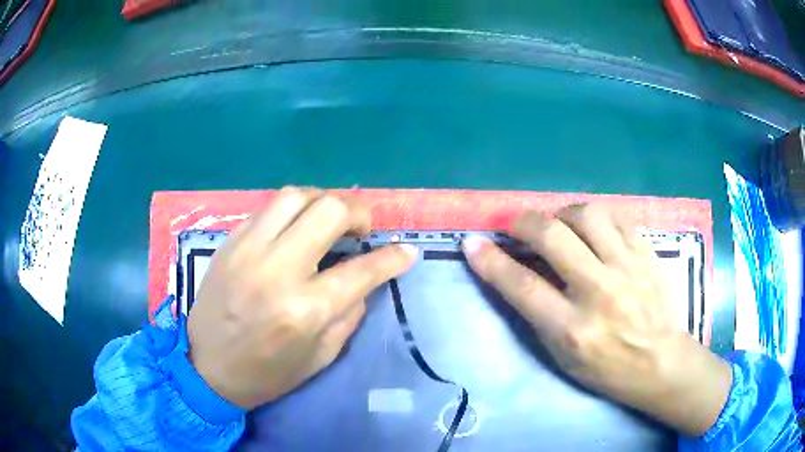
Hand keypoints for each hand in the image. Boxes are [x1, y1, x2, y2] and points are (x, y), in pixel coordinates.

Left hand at [187, 187, 417, 408]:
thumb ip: (349, 313)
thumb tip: (366, 279)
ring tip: (329, 221)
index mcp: (305, 310)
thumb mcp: (321, 357)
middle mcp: (277, 270)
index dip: (393, 258)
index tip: (407, 251)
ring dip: (323, 201)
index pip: (362, 270)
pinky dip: (292, 211)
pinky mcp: (231, 242)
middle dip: (358, 213)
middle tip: (362, 230)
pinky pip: (268, 208)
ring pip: (296, 196)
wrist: (206, 366)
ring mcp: (248, 249)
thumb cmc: (267, 373)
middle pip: (329, 211)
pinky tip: (296, 228)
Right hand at [463, 204, 731, 436]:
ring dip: (563, 214)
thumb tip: (514, 275)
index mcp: (573, 330)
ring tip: (560, 225)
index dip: (490, 261)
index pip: (522, 286)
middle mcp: (599, 293)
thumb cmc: (608, 369)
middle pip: (552, 237)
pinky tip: (593, 228)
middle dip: (524, 223)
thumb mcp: (564, 358)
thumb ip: (539, 316)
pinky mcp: (646, 254)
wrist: (662, 362)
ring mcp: (627, 268)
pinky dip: (597, 217)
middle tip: (516, 225)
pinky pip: (617, 217)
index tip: (472, 243)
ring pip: (587, 215)